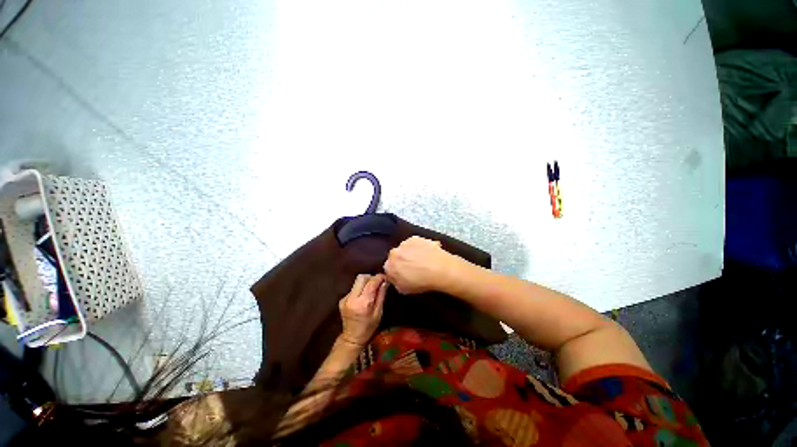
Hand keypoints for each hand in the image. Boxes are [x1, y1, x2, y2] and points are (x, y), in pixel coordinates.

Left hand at [339, 274, 387, 346]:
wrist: (351, 338)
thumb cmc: (368, 327)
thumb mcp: (379, 313)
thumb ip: (381, 295)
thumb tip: (385, 282)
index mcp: (363, 303)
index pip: (371, 282)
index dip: (379, 277)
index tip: (385, 277)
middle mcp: (352, 298)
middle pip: (361, 277)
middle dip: (371, 277)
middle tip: (377, 283)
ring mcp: (345, 298)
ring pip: (356, 281)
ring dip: (365, 283)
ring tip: (371, 290)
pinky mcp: (342, 299)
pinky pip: (353, 288)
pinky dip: (360, 289)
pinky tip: (363, 297)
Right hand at [383, 236, 457, 294]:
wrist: (439, 269)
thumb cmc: (422, 282)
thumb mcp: (404, 290)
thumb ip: (395, 282)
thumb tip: (395, 278)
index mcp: (389, 266)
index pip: (388, 268)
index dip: (396, 272)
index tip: (403, 274)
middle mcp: (394, 253)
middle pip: (396, 257)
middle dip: (402, 261)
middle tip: (413, 268)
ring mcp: (405, 244)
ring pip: (405, 249)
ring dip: (411, 253)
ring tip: (423, 261)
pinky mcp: (416, 238)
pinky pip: (415, 243)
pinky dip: (419, 247)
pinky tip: (428, 254)